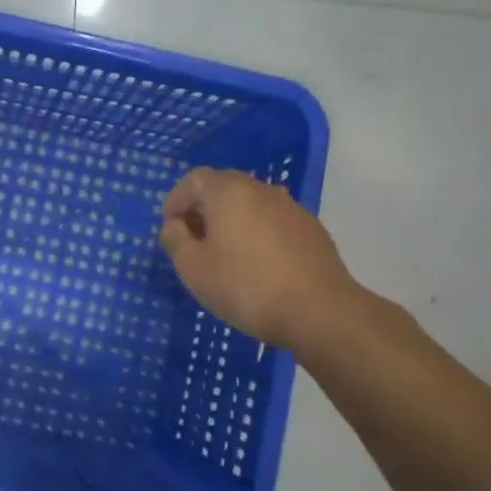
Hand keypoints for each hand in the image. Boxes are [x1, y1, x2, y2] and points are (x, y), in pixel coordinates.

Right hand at [158, 167, 362, 349]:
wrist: (320, 311)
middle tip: (193, 239)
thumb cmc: (246, 286)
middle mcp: (261, 190)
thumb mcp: (193, 268)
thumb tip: (174, 225)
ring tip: (224, 253)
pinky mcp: (311, 229)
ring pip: (250, 204)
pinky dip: (256, 232)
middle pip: (224, 187)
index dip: (176, 200)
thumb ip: (175, 240)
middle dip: (203, 208)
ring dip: (231, 221)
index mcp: (229, 192)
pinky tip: (257, 263)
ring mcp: (291, 208)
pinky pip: (272, 221)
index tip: (170, 227)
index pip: (193, 180)